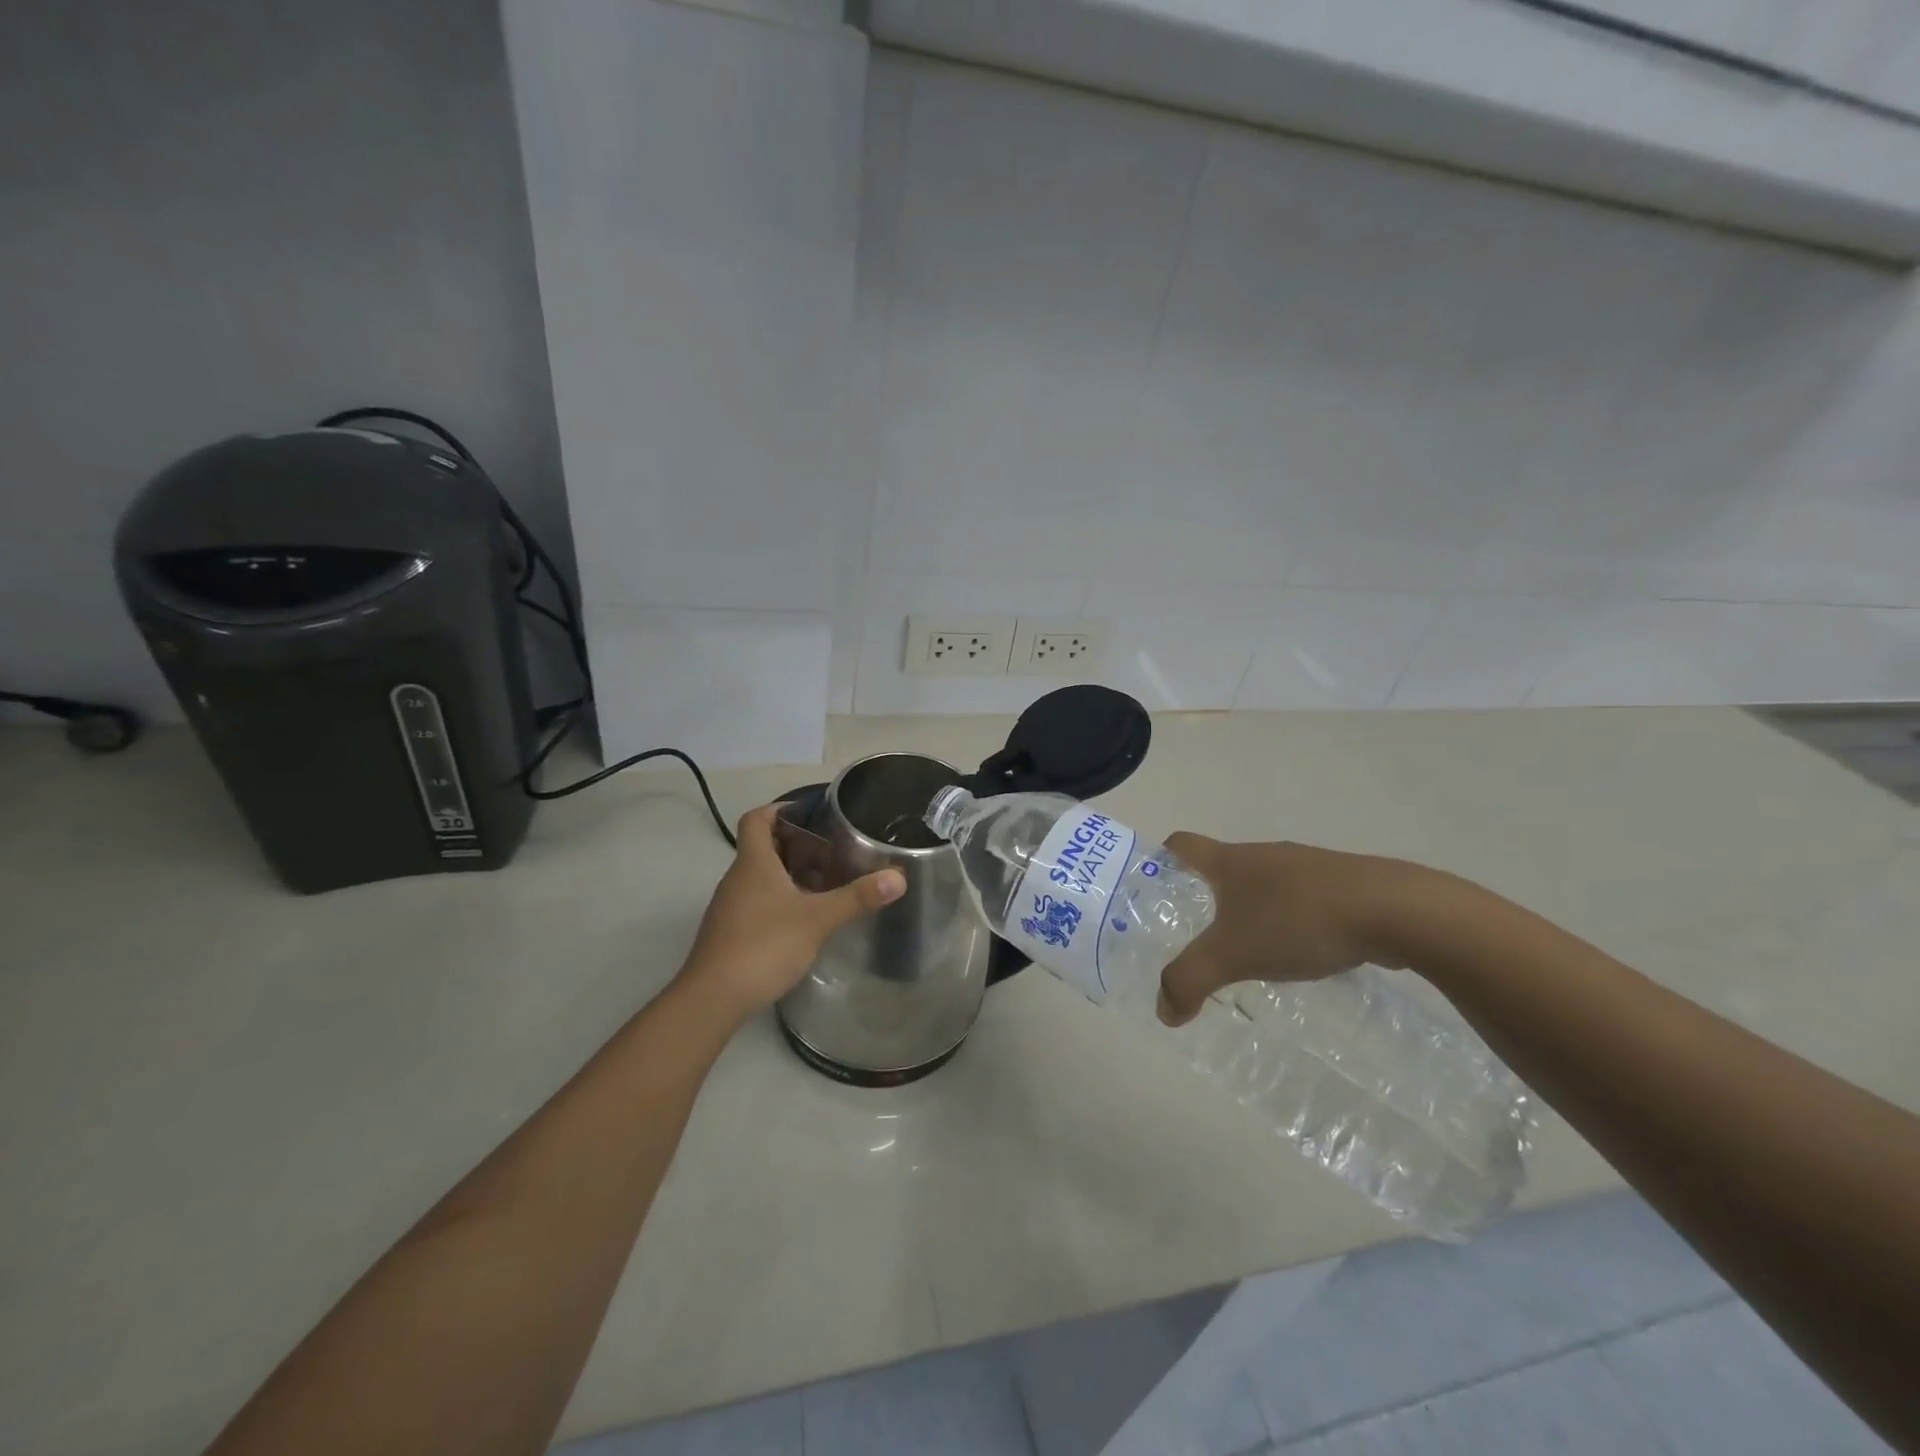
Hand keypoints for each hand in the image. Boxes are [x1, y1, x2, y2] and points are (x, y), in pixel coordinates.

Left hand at [676, 803, 904, 1022]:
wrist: (713, 999)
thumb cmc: (764, 945)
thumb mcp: (818, 920)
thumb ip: (857, 898)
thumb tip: (898, 878)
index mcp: (753, 863)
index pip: (756, 819)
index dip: (778, 809)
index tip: (808, 813)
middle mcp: (737, 878)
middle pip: (762, 847)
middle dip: (795, 845)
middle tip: (831, 852)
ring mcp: (730, 907)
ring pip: (761, 877)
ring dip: (789, 874)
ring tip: (825, 884)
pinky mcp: (730, 932)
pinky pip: (757, 902)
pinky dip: (780, 900)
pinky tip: (804, 919)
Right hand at [1156, 833, 1409, 1026]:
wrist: (1396, 911)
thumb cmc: (1298, 921)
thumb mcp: (1232, 956)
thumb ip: (1189, 980)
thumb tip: (1163, 1011)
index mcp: (1231, 861)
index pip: (1180, 844)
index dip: (1160, 861)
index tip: (1152, 891)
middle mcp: (1264, 855)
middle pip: (1221, 868)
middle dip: (1204, 899)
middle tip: (1195, 937)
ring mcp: (1306, 867)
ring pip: (1263, 886)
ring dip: (1250, 912)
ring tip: (1248, 954)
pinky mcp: (1342, 886)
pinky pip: (1301, 900)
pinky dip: (1289, 922)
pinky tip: (1299, 955)